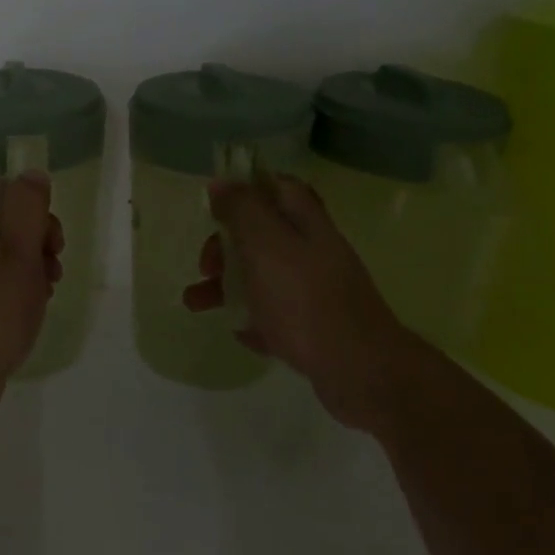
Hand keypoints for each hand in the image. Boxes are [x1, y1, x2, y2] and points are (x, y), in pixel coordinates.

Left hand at [0, 173, 62, 427]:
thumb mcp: (18, 253)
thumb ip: (27, 211)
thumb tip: (31, 173)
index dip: (6, 194)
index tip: (36, 215)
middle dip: (32, 233)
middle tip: (54, 253)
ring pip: (2, 258)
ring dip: (32, 264)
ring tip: (51, 283)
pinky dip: (22, 292)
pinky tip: (37, 307)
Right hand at [182, 175, 423, 431]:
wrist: (360, 371)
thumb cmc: (305, 300)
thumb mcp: (266, 246)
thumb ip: (243, 210)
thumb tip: (222, 182)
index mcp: (306, 225)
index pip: (279, 188)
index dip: (248, 189)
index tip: (215, 205)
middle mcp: (315, 253)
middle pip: (265, 235)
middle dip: (226, 246)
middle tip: (205, 266)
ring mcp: (319, 292)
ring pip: (265, 277)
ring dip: (228, 286)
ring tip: (195, 304)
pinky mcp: (318, 330)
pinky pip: (278, 316)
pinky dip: (254, 318)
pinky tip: (240, 332)